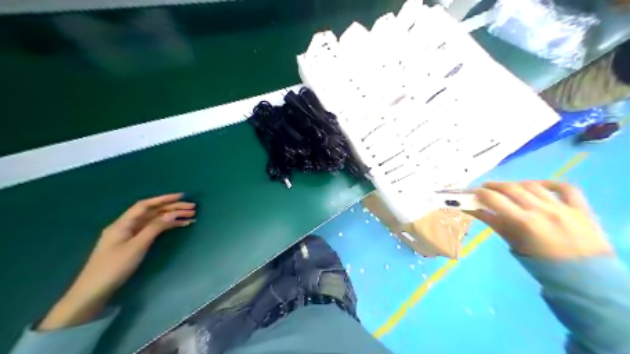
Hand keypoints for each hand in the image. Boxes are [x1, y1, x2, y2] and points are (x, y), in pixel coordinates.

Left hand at [39, 192, 193, 330]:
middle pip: (152, 212)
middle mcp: (126, 225)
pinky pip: (152, 230)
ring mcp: (129, 235)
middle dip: (172, 208)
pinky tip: (178, 226)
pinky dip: (165, 227)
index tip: (182, 196)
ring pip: (154, 221)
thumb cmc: (114, 267)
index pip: (146, 205)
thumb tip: (172, 213)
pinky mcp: (132, 244)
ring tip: (190, 217)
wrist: (93, 291)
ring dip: (172, 217)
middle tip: (192, 208)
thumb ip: (155, 228)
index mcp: (123, 223)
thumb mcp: (137, 246)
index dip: (164, 199)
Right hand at [467, 183, 609, 259]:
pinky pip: (566, 188)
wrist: (585, 278)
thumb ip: (494, 223)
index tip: (473, 192)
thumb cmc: (541, 264)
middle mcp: (543, 210)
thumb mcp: (513, 244)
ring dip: (516, 184)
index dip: (481, 193)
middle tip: (485, 188)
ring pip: (534, 186)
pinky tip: (538, 185)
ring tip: (507, 188)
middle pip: (513, 189)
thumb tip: (473, 209)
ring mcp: (564, 207)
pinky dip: (550, 183)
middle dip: (495, 186)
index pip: (496, 200)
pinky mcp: (581, 208)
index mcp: (525, 222)